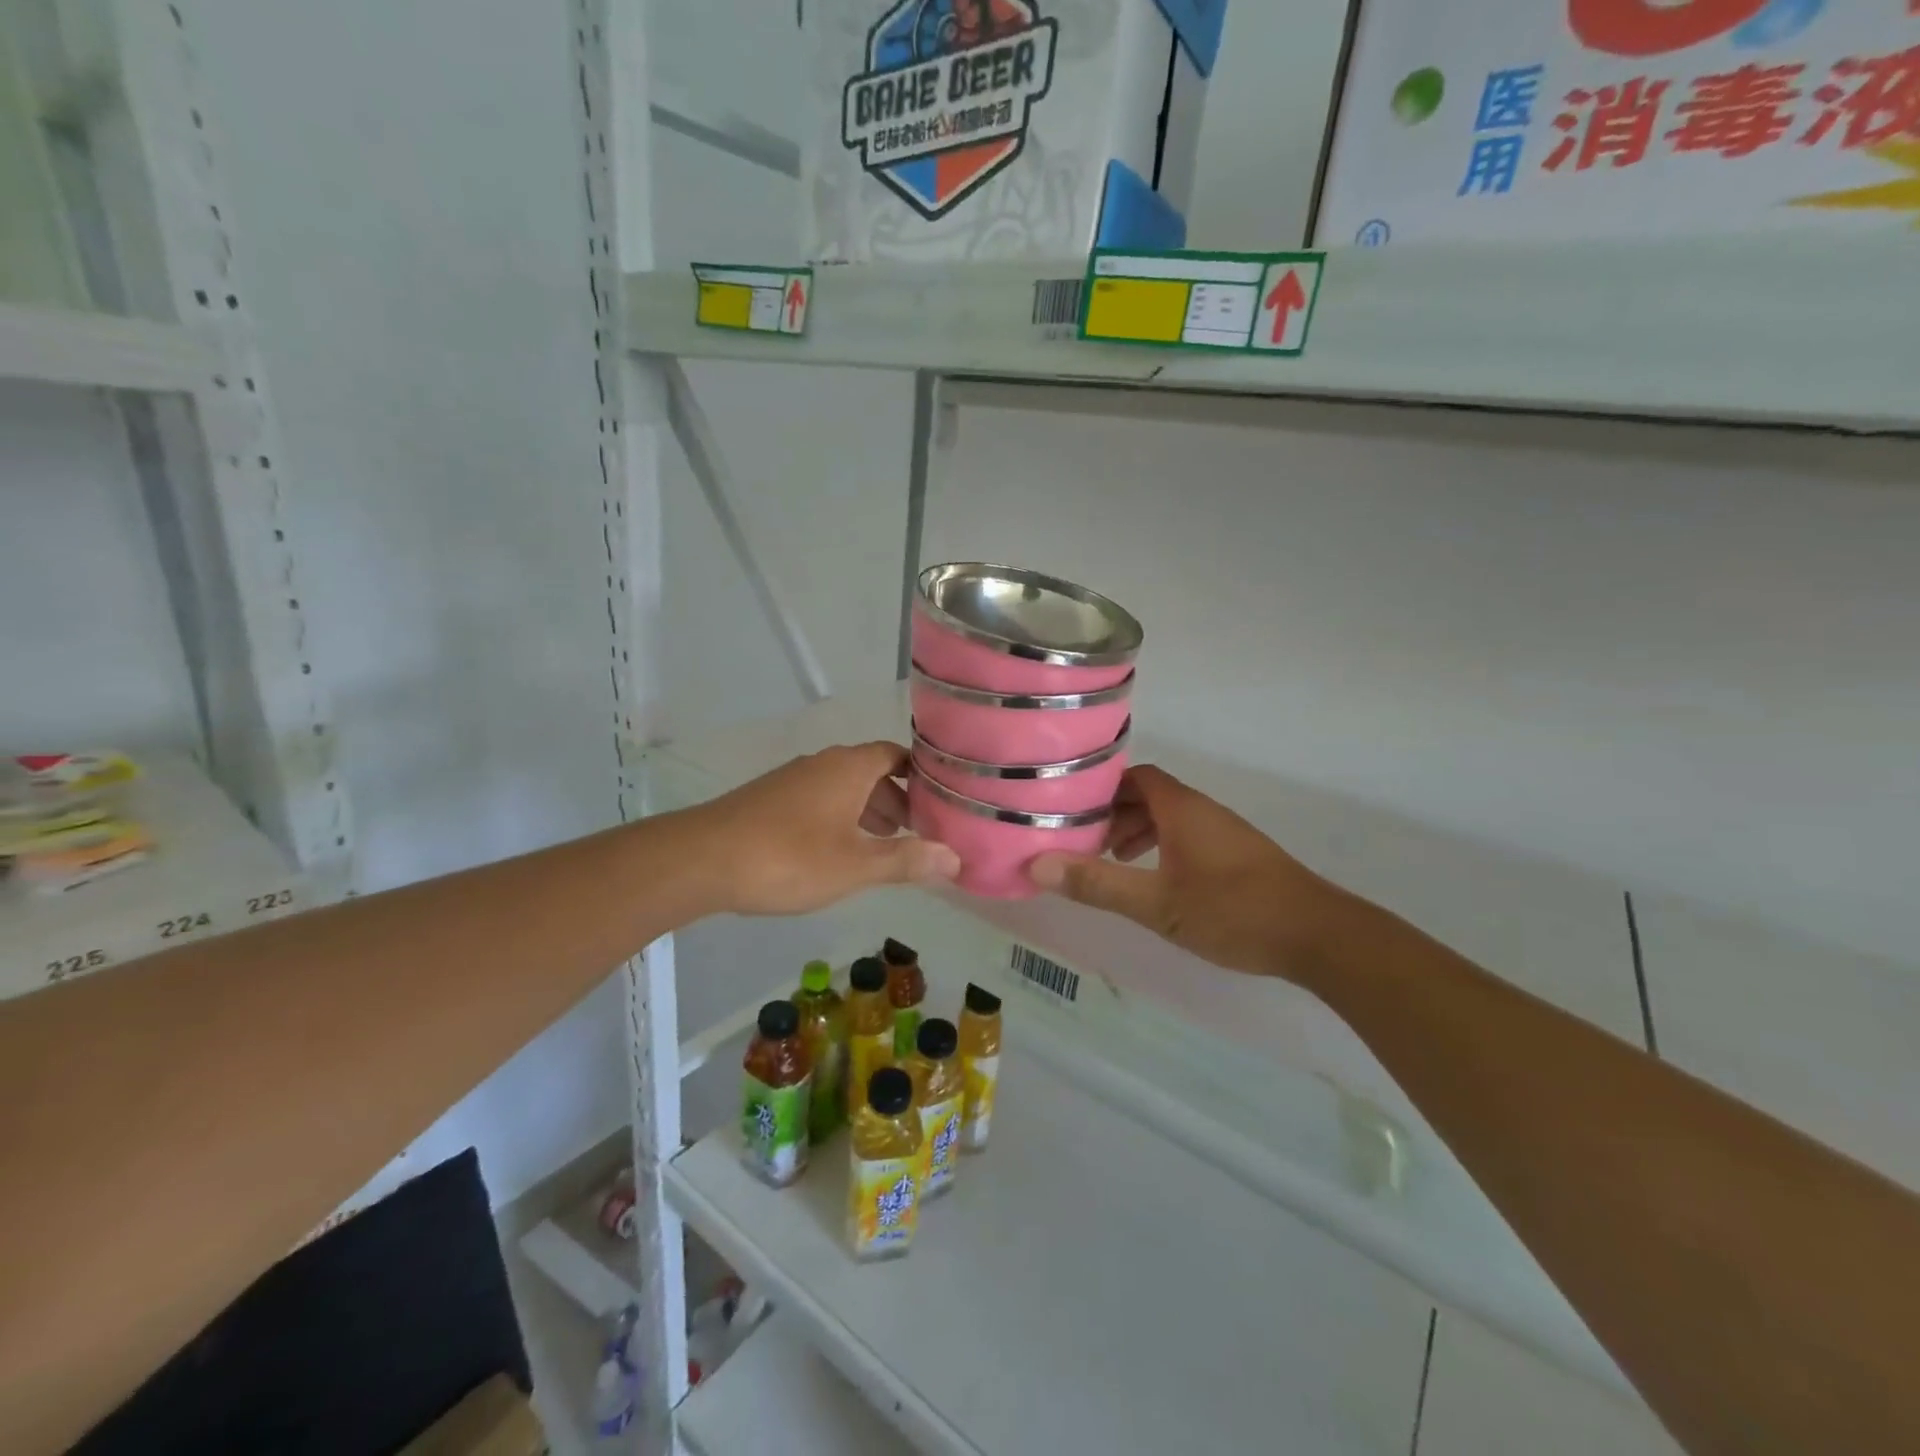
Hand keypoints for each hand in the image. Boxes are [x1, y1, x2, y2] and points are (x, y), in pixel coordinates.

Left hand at [692, 742, 959, 916]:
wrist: (701, 859)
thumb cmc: (789, 857)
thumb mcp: (856, 865)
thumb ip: (907, 860)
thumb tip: (955, 858)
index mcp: (849, 768)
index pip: (898, 755)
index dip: (924, 774)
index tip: (946, 799)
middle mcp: (823, 764)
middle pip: (873, 771)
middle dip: (900, 800)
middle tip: (922, 831)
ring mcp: (793, 779)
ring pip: (845, 787)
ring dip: (870, 811)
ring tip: (889, 845)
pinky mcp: (771, 799)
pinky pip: (821, 800)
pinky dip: (842, 818)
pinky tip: (840, 851)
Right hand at [1028, 765, 1339, 981]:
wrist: (1319, 935)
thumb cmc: (1233, 911)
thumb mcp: (1157, 903)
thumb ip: (1098, 884)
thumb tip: (1038, 866)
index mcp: (1181, 809)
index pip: (1134, 777)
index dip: (1101, 788)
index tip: (1070, 808)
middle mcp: (1202, 811)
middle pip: (1149, 796)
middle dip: (1114, 814)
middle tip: (1084, 841)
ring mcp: (1224, 832)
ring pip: (1170, 818)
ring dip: (1138, 832)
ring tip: (1114, 863)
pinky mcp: (1238, 856)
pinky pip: (1188, 836)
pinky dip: (1163, 847)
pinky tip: (1157, 881)